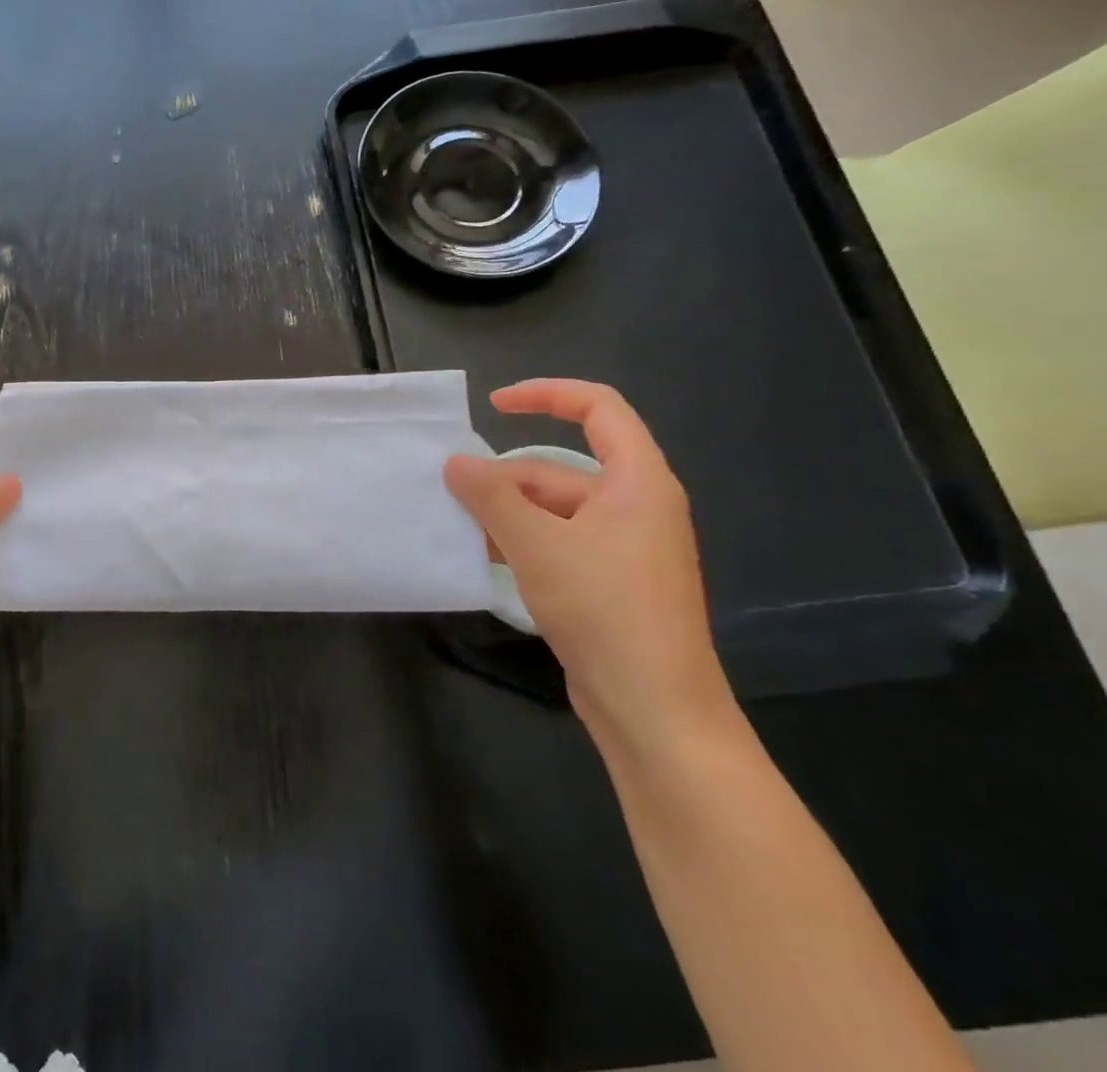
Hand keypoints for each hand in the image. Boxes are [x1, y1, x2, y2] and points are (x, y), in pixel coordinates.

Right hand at [444, 380, 733, 752]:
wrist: (655, 712)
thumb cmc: (605, 611)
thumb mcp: (537, 544)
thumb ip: (491, 496)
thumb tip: (455, 462)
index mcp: (638, 482)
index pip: (598, 408)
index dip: (545, 394)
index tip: (493, 405)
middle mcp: (635, 506)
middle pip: (561, 468)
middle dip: (505, 478)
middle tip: (451, 493)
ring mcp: (623, 548)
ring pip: (553, 510)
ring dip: (506, 513)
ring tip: (457, 525)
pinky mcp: (608, 583)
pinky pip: (557, 543)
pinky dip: (520, 542)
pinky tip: (481, 556)